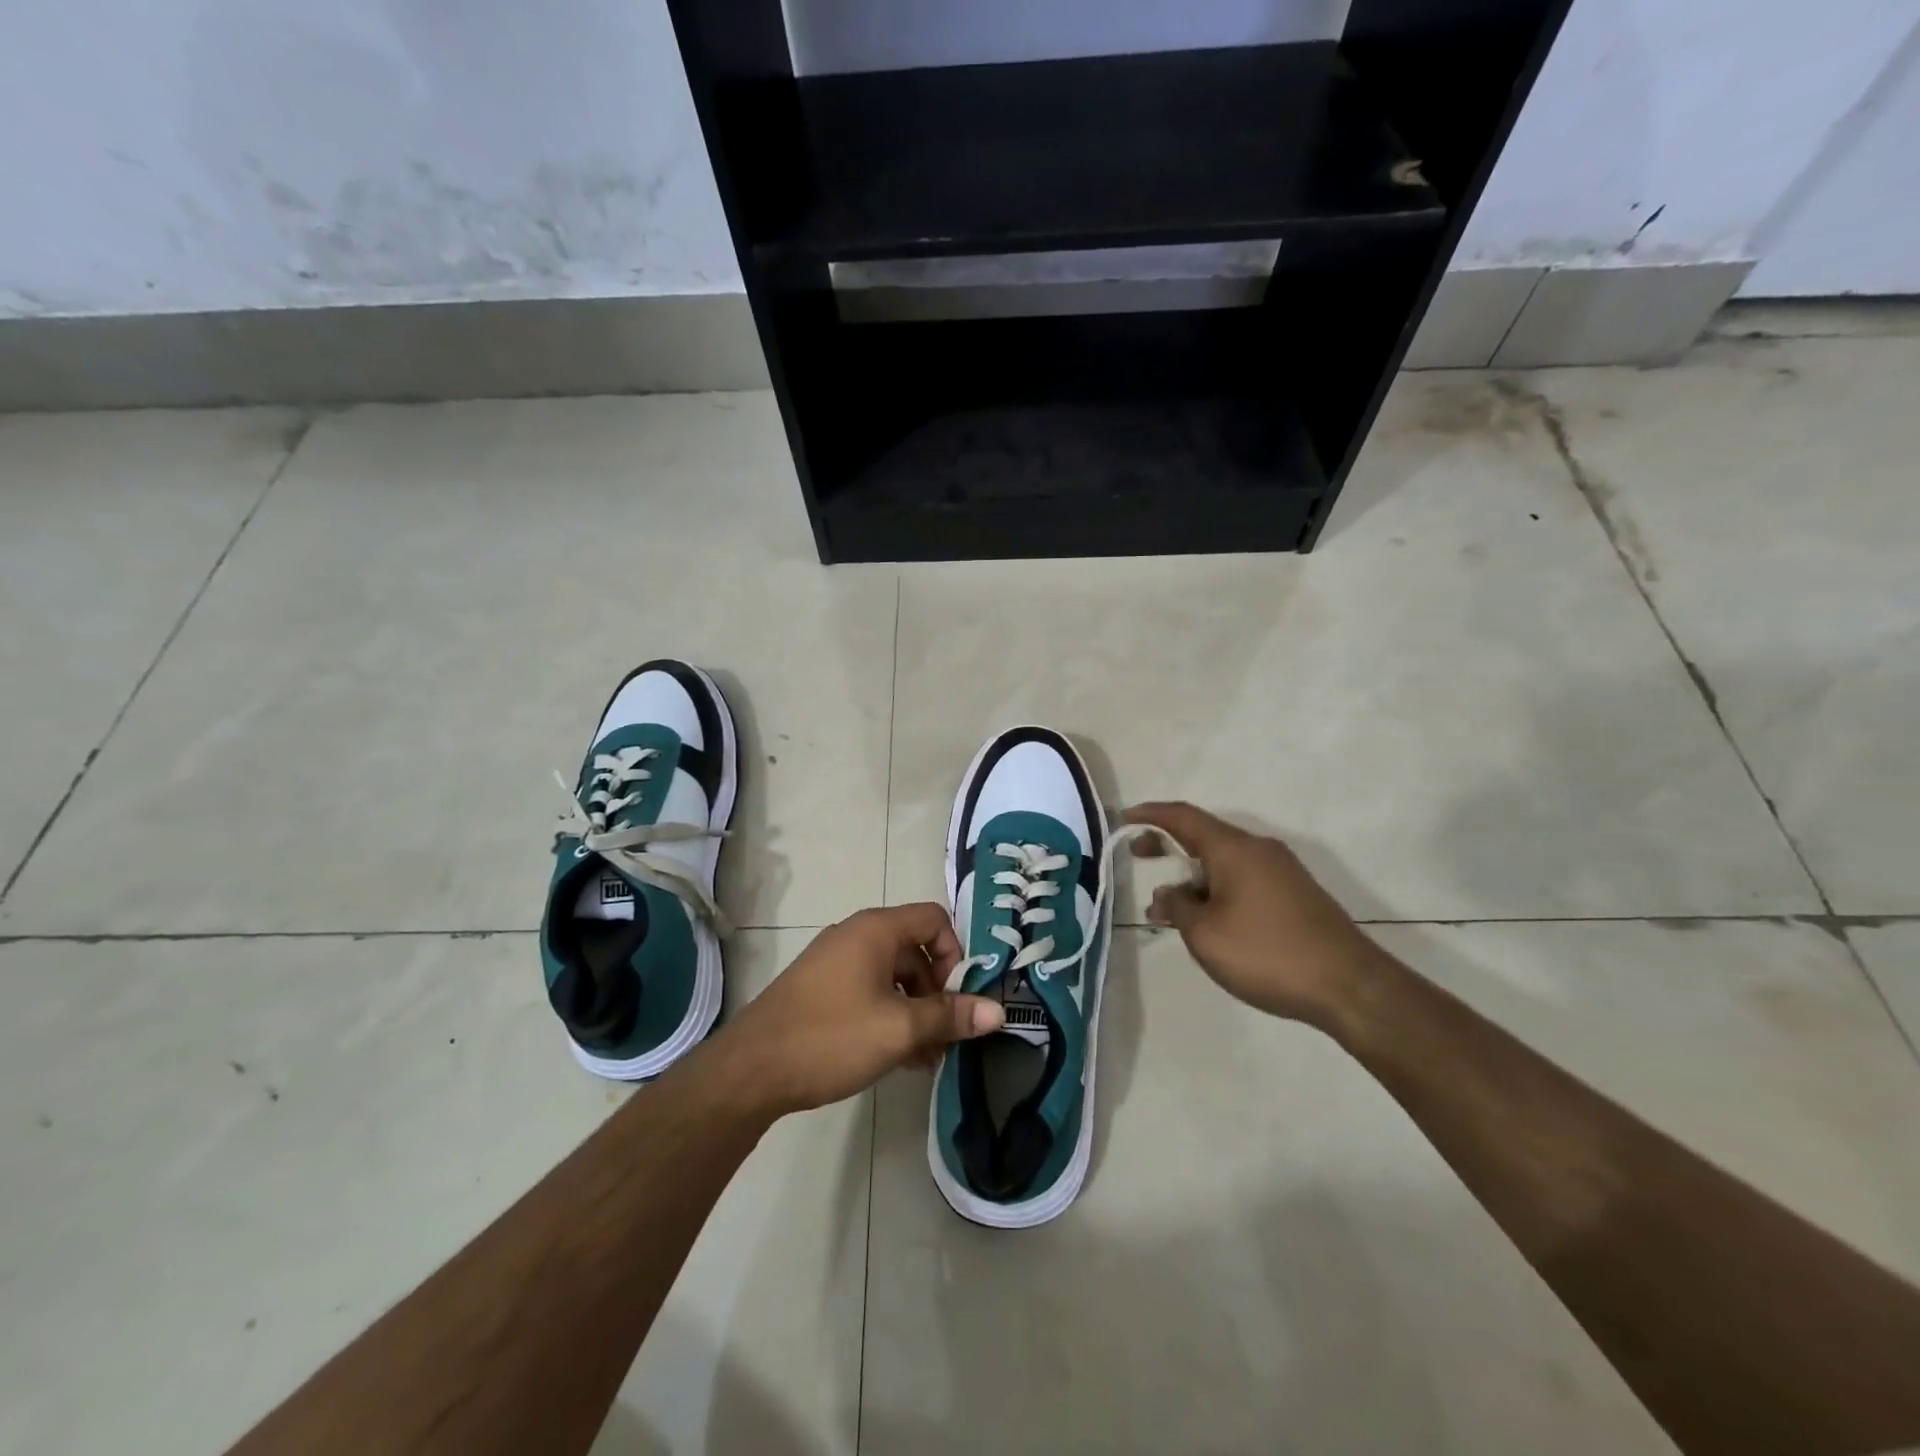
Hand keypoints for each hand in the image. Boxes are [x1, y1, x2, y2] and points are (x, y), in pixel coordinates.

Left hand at [714, 903, 1005, 1115]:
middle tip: (945, 1038)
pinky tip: (897, 1058)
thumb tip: (999, 1011)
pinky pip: (869, 992)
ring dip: (915, 1011)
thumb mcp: (899, 1029)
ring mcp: (835, 963)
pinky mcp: (821, 990)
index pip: (934, 919)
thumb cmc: (831, 1037)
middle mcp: (856, 936)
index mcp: (876, 929)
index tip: (957, 998)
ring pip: (893, 977)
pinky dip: (889, 1016)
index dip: (955, 954)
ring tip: (924, 1058)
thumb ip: (950, 1016)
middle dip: (937, 993)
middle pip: (916, 950)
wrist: (750, 1070)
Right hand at [1124, 802, 1385, 1024]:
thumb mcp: (1205, 934)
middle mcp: (1259, 850)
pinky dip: (1216, 890)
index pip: (1183, 817)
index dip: (1150, 815)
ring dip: (1192, 877)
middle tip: (1137, 855)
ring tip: (1168, 910)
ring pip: (1224, 863)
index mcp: (1234, 849)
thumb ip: (1178, 906)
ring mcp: (1281, 871)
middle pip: (1204, 836)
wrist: (1349, 986)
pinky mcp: (1295, 894)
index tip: (1124, 819)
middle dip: (1168, 844)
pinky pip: (1243, 879)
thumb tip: (1168, 894)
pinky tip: (1207, 921)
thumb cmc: (1267, 953)